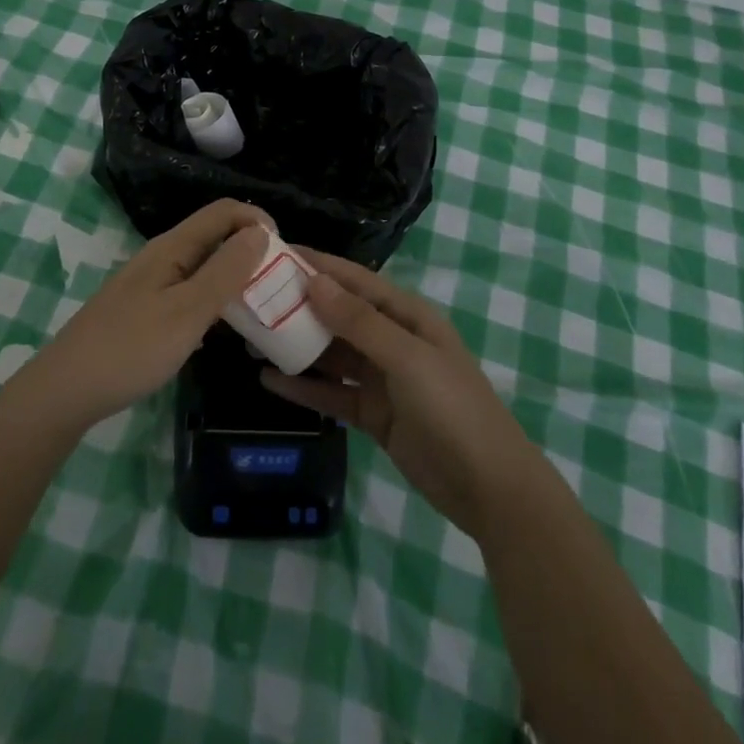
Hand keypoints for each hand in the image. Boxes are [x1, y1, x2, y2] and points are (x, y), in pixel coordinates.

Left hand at [14, 200, 271, 435]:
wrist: (67, 390)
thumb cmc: (131, 348)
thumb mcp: (188, 311)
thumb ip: (225, 271)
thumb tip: (260, 231)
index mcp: (173, 247)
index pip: (224, 211)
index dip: (257, 221)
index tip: (283, 255)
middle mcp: (163, 257)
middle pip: (215, 236)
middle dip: (250, 252)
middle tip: (279, 288)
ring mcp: (152, 284)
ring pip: (204, 267)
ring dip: (234, 279)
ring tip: (261, 310)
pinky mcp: (146, 310)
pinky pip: (190, 293)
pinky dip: (214, 302)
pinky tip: (224, 332)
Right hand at [262, 251, 546, 538]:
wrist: (490, 489)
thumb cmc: (453, 408)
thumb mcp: (407, 358)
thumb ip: (359, 322)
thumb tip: (314, 280)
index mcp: (406, 315)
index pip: (354, 280)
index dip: (317, 265)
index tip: (276, 253)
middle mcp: (391, 339)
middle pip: (338, 315)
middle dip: (299, 306)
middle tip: (253, 299)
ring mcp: (382, 379)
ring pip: (331, 354)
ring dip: (297, 346)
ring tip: (253, 339)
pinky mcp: (373, 414)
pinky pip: (332, 393)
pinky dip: (304, 387)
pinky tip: (270, 382)